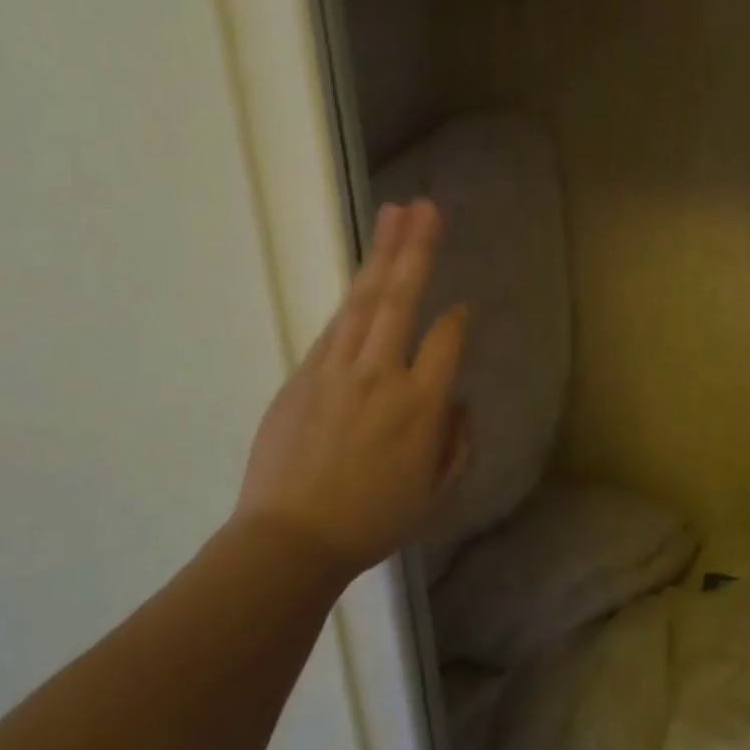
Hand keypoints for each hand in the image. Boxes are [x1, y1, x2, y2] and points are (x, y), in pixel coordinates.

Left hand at [234, 200, 470, 577]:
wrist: (288, 542)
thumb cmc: (373, 521)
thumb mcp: (437, 493)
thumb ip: (457, 441)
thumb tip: (454, 401)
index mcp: (420, 406)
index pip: (447, 340)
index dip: (457, 319)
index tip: (461, 310)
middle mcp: (381, 376)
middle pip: (402, 299)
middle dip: (416, 249)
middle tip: (426, 207)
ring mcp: (336, 371)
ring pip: (364, 301)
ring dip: (382, 255)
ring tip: (396, 213)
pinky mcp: (303, 375)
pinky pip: (335, 327)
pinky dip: (353, 297)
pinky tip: (363, 275)